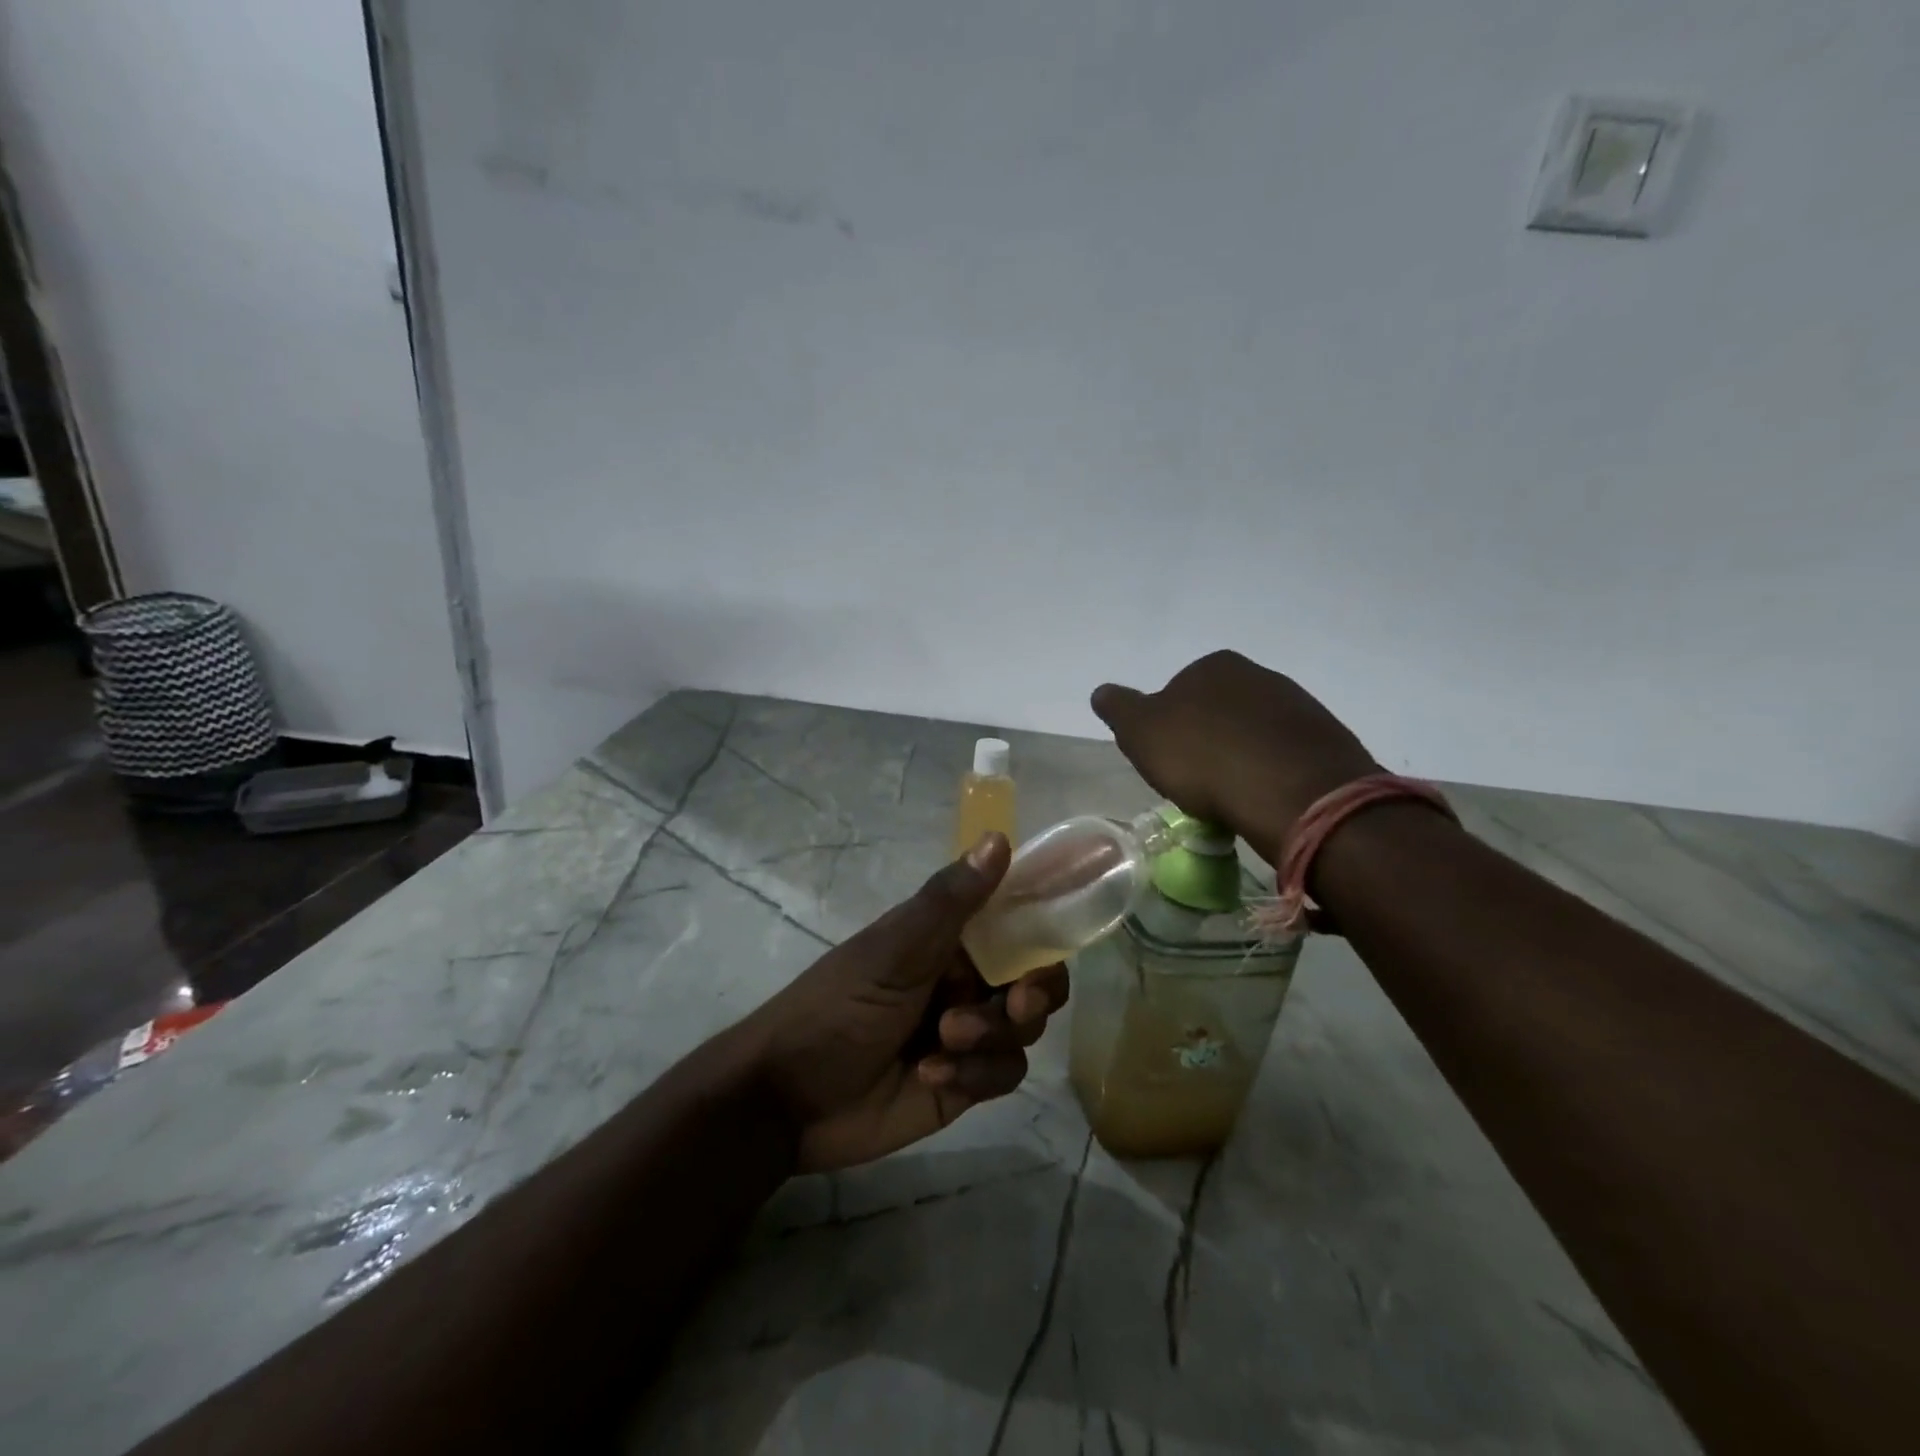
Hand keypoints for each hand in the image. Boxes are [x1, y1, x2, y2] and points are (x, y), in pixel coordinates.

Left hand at [739, 834, 1069, 1172]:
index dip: (1043, 930)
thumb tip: (999, 838)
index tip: (1055, 940)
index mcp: (949, 939)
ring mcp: (968, 1033)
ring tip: (944, 1042)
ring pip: (1024, 1029)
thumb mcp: (892, 950)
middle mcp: (965, 980)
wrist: (788, 1097)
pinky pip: (1004, 1074)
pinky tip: (929, 1075)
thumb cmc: (837, 1006)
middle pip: (1036, 981)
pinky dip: (974, 1074)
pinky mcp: (965, 1083)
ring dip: (992, 1035)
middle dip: (1034, 993)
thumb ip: (950, 901)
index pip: (1016, 923)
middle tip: (1018, 1003)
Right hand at [1092, 650, 1377, 863]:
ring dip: (1241, 757)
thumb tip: (1101, 692)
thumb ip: (1119, 708)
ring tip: (1232, 797)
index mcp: (1213, 666)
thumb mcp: (1141, 733)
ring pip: (1254, 732)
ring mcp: (1298, 705)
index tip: (1169, 761)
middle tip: (1198, 781)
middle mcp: (1259, 674)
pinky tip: (1264, 798)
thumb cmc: (1204, 758)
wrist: (1292, 792)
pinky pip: (1286, 755)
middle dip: (1208, 740)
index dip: (1169, 728)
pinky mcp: (1327, 739)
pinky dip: (1272, 772)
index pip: (1179, 692)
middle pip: (1219, 710)